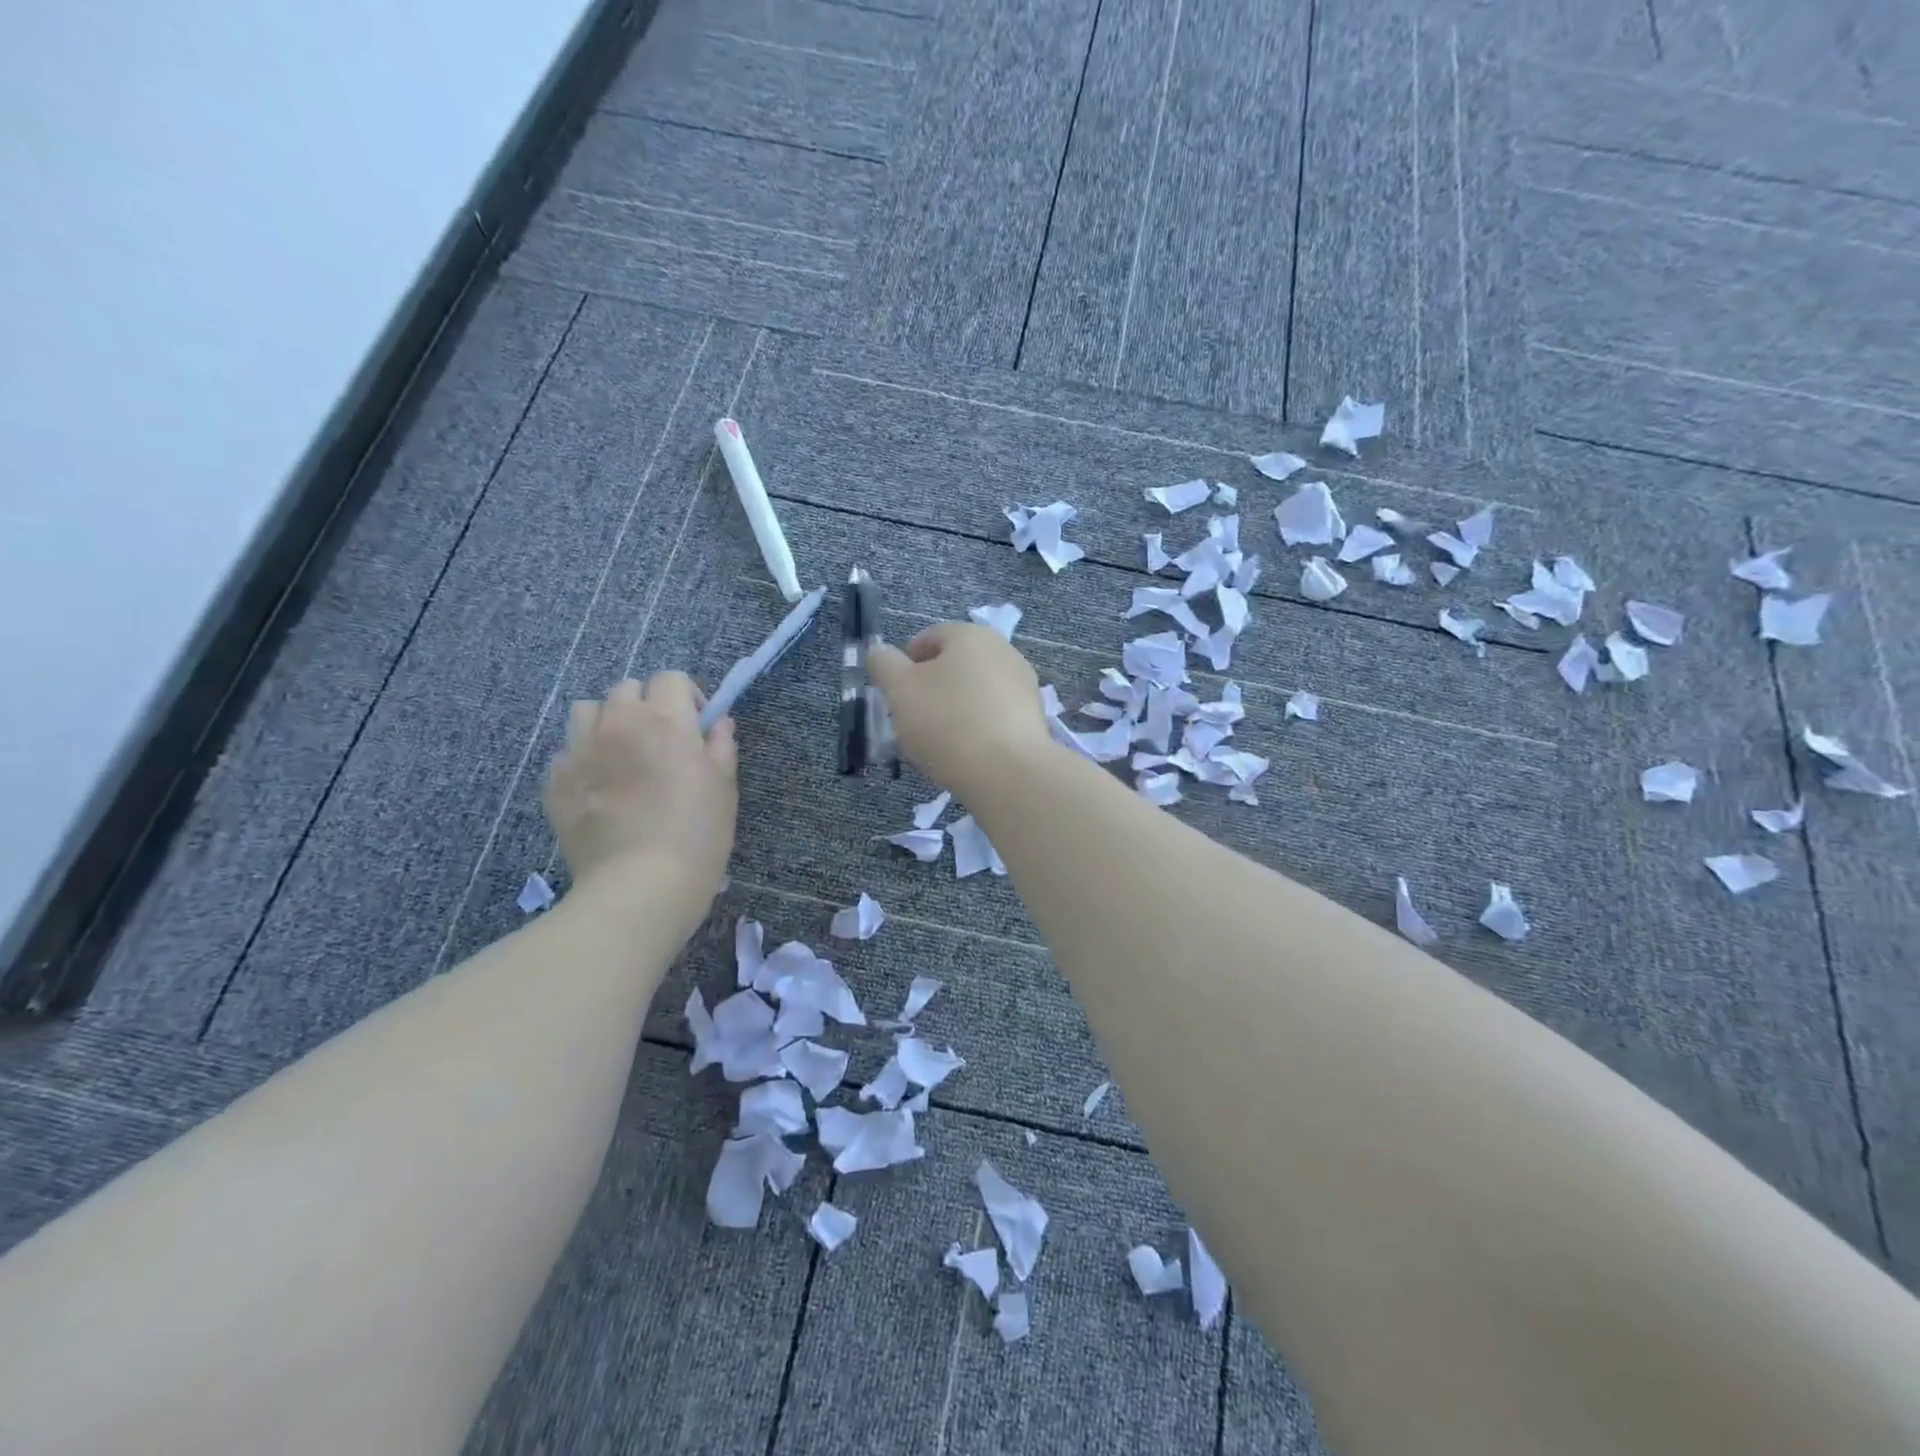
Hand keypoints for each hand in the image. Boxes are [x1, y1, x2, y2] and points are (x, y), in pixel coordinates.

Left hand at [544, 674, 737, 902]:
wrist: (641, 886)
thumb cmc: (697, 835)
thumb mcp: (724, 787)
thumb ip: (721, 746)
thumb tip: (718, 723)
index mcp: (665, 720)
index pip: (670, 678)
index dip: (686, 697)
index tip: (695, 725)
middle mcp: (618, 724)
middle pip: (626, 689)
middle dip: (645, 706)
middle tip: (659, 742)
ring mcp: (579, 751)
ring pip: (587, 711)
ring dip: (606, 723)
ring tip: (620, 756)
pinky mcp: (555, 782)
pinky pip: (565, 753)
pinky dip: (582, 760)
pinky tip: (598, 789)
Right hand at [868, 624, 1055, 795]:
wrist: (1008, 772)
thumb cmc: (947, 721)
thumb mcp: (900, 690)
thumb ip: (884, 664)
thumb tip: (881, 652)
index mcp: (970, 634)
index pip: (928, 637)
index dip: (905, 664)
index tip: (894, 695)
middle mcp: (1003, 650)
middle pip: (955, 665)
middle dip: (930, 689)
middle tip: (912, 720)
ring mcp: (1024, 684)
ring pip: (975, 691)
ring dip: (954, 709)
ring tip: (938, 742)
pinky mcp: (1034, 717)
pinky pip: (994, 715)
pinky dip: (977, 728)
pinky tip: (966, 753)